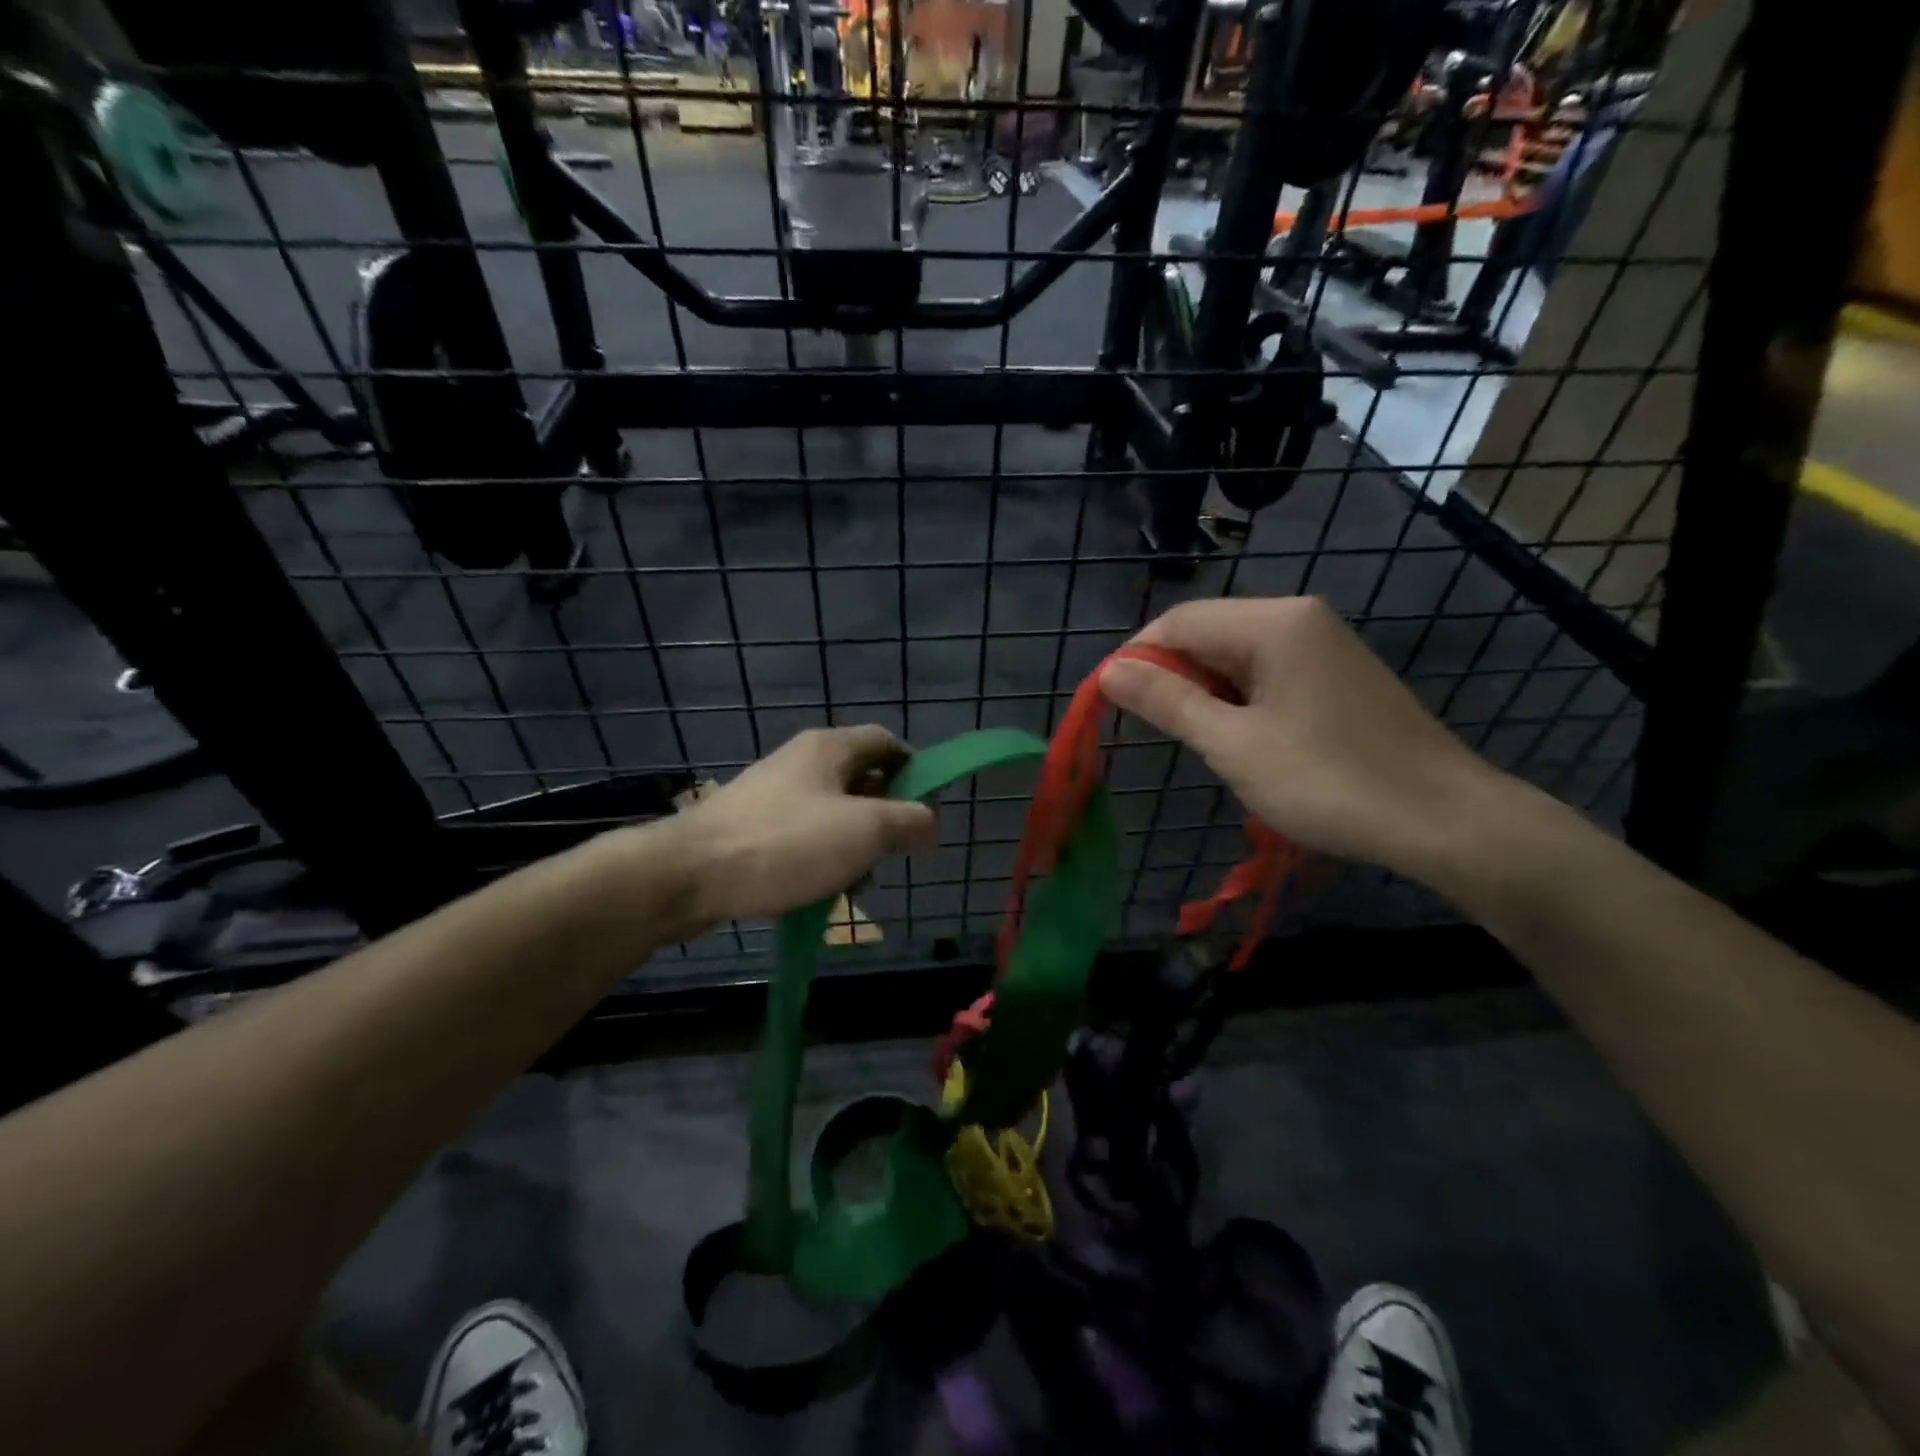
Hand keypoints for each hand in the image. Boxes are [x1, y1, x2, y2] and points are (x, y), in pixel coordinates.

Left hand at [671, 726, 937, 924]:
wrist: (690, 875)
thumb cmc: (787, 844)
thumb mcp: (865, 830)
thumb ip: (909, 821)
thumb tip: (930, 823)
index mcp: (829, 748)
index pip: (887, 742)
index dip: (914, 769)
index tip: (926, 809)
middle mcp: (801, 762)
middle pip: (861, 780)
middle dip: (884, 818)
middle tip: (891, 853)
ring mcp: (773, 795)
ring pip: (833, 814)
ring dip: (853, 846)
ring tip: (854, 883)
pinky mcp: (752, 828)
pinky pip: (803, 837)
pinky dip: (821, 859)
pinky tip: (818, 891)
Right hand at [1100, 597, 1515, 883]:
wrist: (1444, 819)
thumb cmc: (1328, 781)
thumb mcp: (1233, 745)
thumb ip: (1167, 701)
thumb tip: (1108, 671)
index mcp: (1272, 622)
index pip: (1178, 622)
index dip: (1135, 659)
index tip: (1108, 704)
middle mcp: (1299, 617)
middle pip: (1208, 632)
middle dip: (1171, 676)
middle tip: (1157, 731)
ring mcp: (1323, 642)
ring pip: (1235, 654)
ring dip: (1204, 691)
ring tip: (1199, 741)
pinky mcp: (1338, 672)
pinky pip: (1267, 670)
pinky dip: (1239, 698)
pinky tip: (1242, 737)